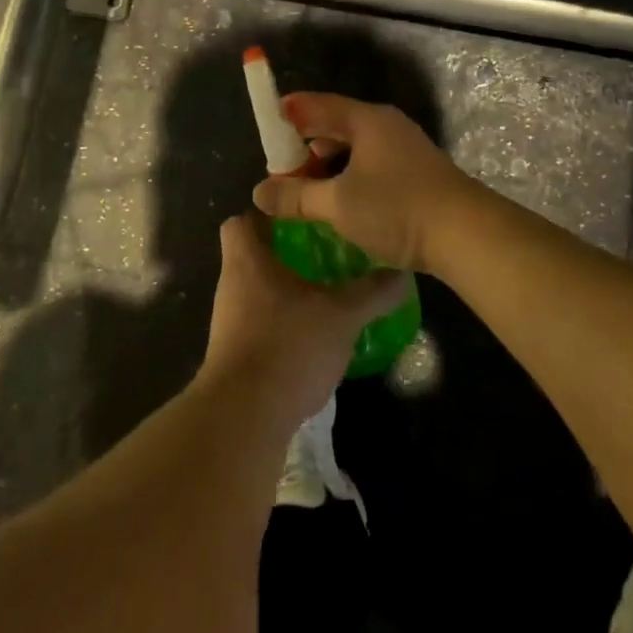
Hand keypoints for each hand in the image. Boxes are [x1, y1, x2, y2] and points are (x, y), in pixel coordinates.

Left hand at [201, 214, 407, 427]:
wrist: (245, 418)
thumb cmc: (288, 346)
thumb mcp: (342, 315)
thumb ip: (372, 292)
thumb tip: (403, 272)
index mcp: (247, 261)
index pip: (241, 220)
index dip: (266, 214)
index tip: (300, 216)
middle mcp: (232, 286)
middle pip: (252, 255)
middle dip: (286, 252)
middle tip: (326, 251)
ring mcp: (229, 323)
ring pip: (258, 291)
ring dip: (287, 290)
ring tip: (327, 290)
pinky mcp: (236, 355)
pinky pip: (260, 325)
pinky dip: (284, 323)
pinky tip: (315, 334)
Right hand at [251, 93, 477, 277]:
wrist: (466, 234)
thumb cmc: (396, 209)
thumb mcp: (338, 204)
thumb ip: (296, 196)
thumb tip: (260, 191)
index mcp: (367, 120)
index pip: (318, 104)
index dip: (290, 112)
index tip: (267, 122)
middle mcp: (387, 126)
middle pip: (338, 124)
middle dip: (307, 142)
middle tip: (281, 164)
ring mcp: (405, 148)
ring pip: (356, 146)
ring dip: (329, 163)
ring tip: (307, 186)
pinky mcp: (417, 172)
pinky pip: (372, 163)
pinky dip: (350, 175)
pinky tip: (341, 200)